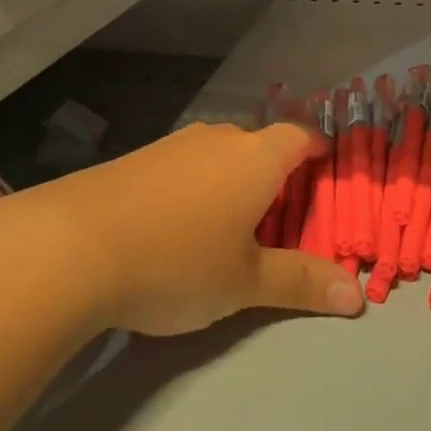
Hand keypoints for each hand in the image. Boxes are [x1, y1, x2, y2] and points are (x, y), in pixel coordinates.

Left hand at [41, 122, 363, 334]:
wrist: (72, 246)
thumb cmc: (177, 260)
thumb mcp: (245, 281)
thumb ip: (301, 282)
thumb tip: (358, 295)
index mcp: (256, 157)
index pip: (300, 135)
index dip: (318, 149)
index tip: (326, 170)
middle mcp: (218, 138)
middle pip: (260, 145)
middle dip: (275, 174)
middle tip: (282, 216)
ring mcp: (174, 144)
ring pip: (219, 154)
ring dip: (232, 180)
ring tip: (231, 225)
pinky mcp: (138, 158)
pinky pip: (184, 164)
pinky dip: (196, 186)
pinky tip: (177, 225)